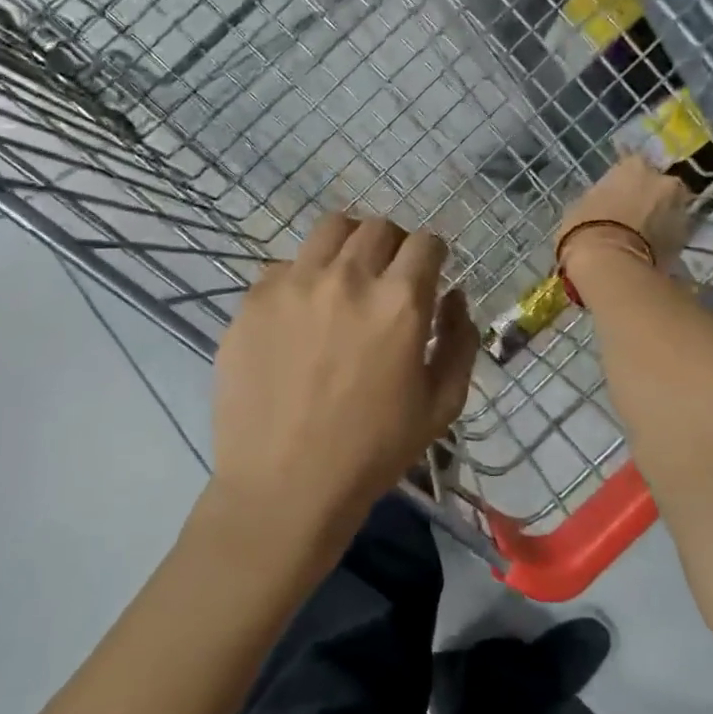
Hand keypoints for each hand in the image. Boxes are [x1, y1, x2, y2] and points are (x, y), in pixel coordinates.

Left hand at [208, 214, 478, 564]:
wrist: (285, 486)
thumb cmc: (374, 451)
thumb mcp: (442, 404)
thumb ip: (459, 340)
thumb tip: (454, 296)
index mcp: (400, 301)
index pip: (426, 242)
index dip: (434, 255)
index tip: (428, 274)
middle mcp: (347, 277)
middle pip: (378, 227)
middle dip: (394, 245)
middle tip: (389, 277)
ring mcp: (293, 284)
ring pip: (330, 229)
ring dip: (349, 245)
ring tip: (345, 278)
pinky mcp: (253, 300)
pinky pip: (285, 266)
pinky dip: (303, 277)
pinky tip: (301, 315)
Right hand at [557, 156, 692, 272]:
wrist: (609, 264)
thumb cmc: (586, 229)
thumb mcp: (582, 205)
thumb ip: (601, 197)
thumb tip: (605, 202)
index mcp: (634, 166)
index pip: (632, 164)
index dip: (625, 182)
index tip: (617, 194)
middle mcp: (663, 180)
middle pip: (659, 186)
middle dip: (649, 198)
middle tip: (633, 216)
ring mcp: (680, 209)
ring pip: (671, 210)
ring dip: (661, 219)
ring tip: (643, 237)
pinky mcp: (686, 238)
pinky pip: (674, 234)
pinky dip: (665, 240)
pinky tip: (649, 252)